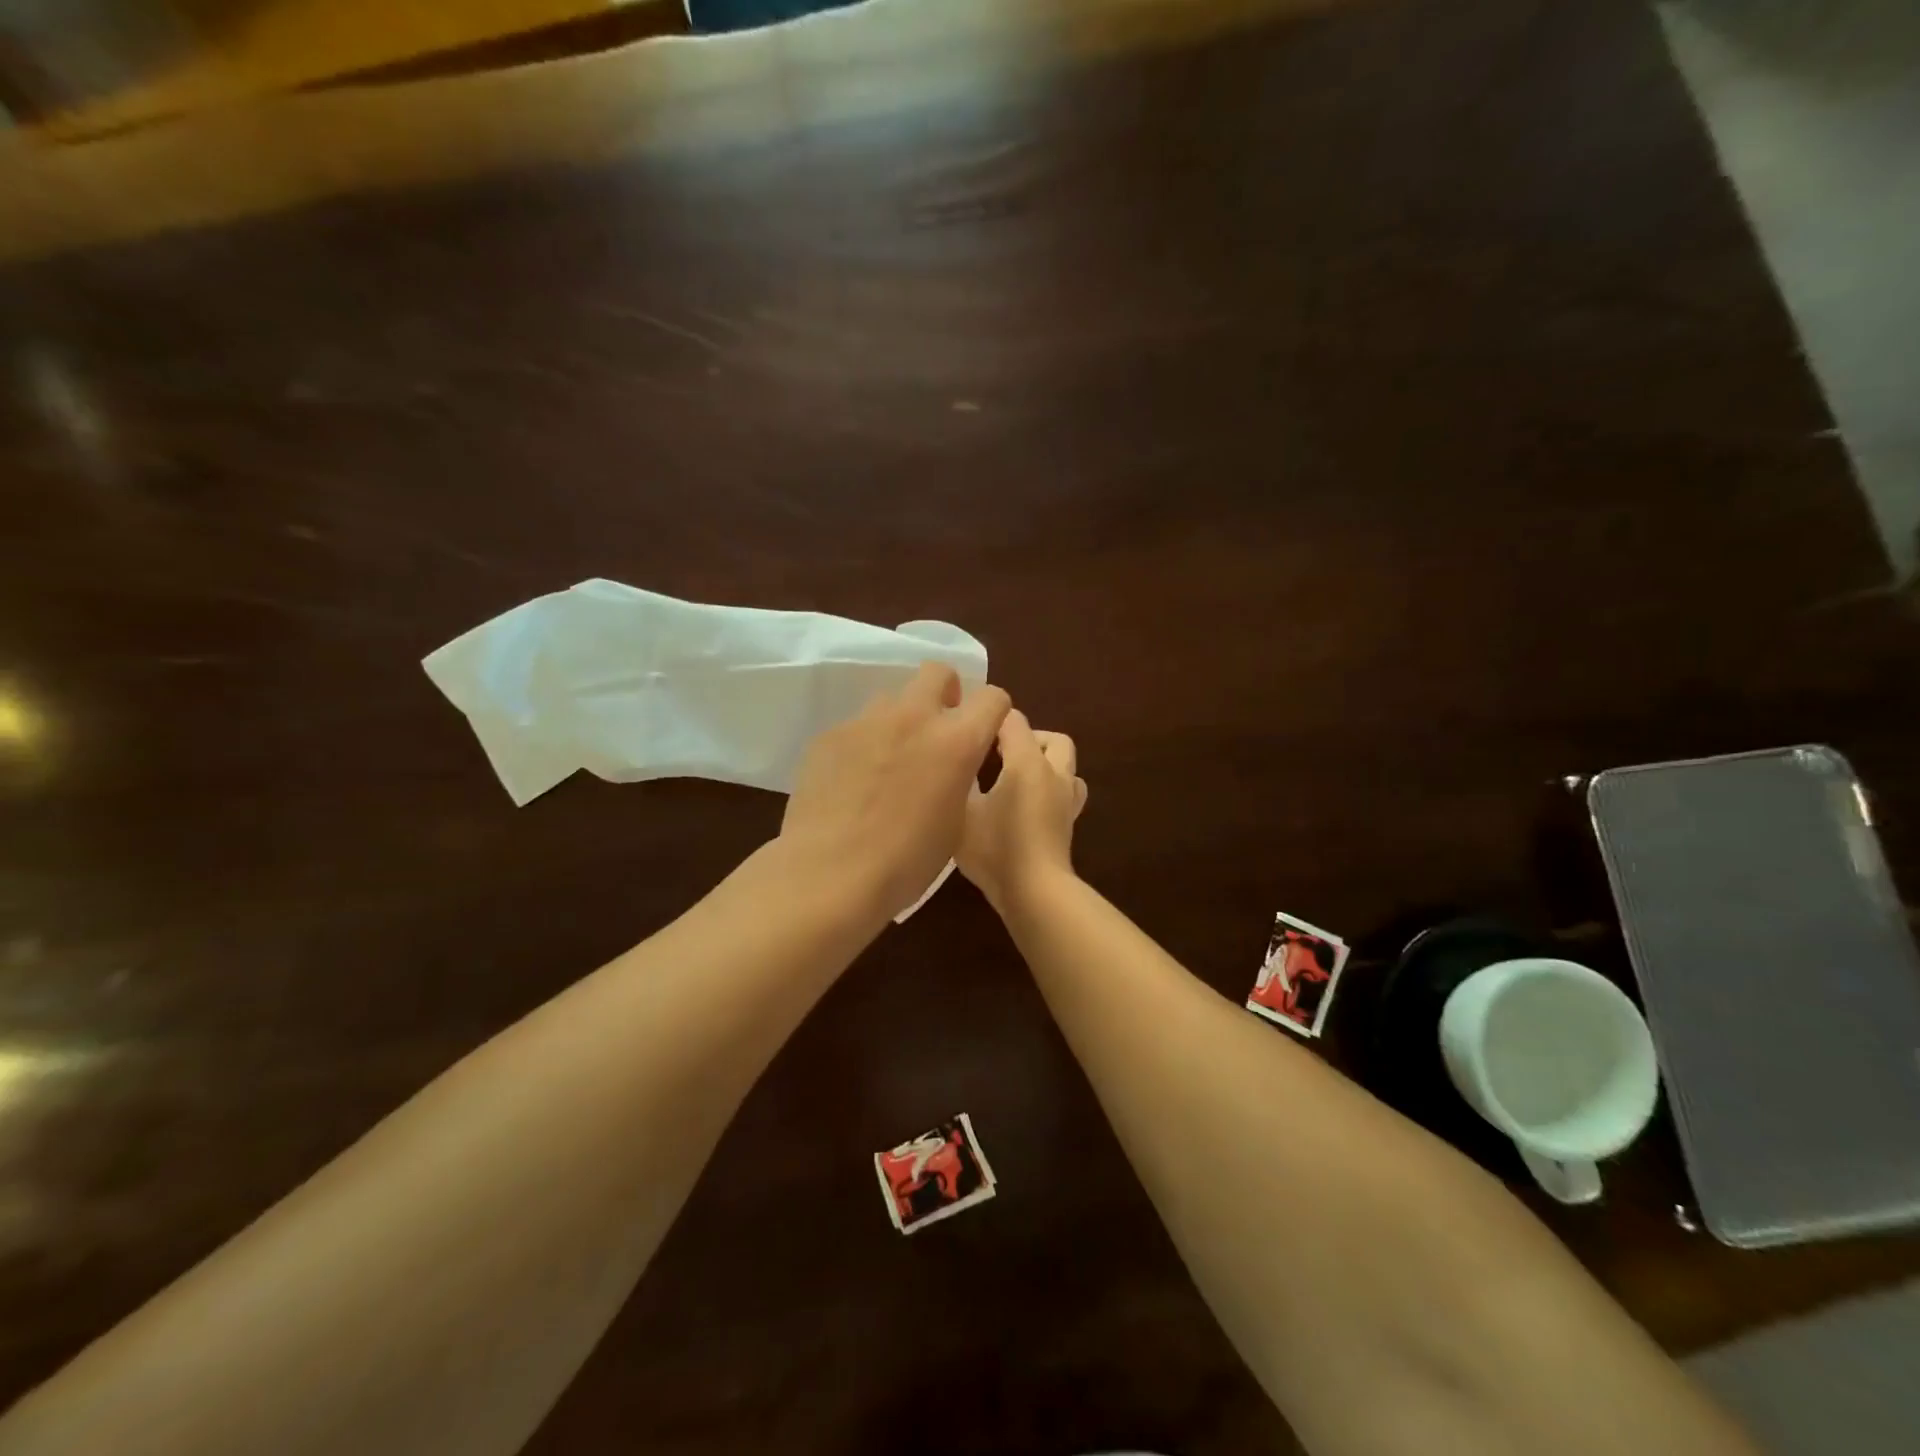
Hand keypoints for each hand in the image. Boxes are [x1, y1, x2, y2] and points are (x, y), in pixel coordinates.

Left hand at [779, 663, 1011, 922]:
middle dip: (945, 693)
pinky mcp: (830, 734)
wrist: (830, 873)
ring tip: (888, 763)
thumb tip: (950, 765)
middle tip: (937, 731)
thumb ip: (959, 777)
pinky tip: (852, 782)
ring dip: (900, 721)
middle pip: (938, 672)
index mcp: (956, 741)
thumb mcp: (956, 822)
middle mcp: (914, 717)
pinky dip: (864, 745)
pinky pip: (857, 727)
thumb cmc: (906, 861)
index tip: (983, 734)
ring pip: (892, 699)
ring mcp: (867, 721)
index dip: (992, 714)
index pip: (992, 697)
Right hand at [958, 710, 1086, 912]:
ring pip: (1066, 766)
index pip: (1013, 720)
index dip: (990, 718)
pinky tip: (1025, 805)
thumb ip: (959, 781)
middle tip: (998, 754)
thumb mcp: (962, 812)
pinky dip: (1049, 789)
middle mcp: (1054, 773)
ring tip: (1016, 778)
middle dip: (1028, 738)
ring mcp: (1066, 800)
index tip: (968, 729)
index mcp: (1027, 762)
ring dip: (1046, 763)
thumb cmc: (995, 849)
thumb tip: (954, 763)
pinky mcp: (1068, 824)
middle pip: (1052, 739)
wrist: (1035, 893)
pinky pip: (1066, 792)